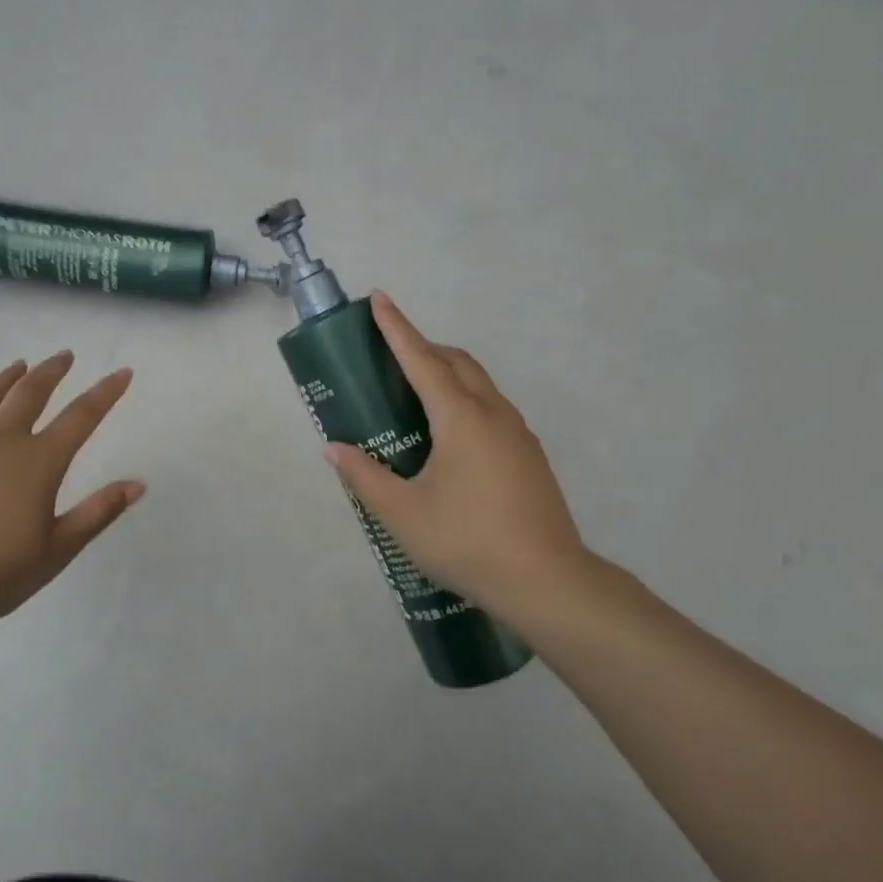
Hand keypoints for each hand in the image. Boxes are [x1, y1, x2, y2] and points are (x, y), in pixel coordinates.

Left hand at [0, 352, 143, 635]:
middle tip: (65, 355)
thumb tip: (138, 484)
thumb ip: (98, 512)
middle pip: (30, 393)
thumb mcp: (58, 549)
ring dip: (5, 380)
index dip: (105, 393)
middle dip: (51, 371)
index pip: (81, 416)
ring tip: (18, 366)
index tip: (122, 372)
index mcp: (38, 462)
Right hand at [323, 295, 596, 627]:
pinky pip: (492, 408)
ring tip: (415, 391)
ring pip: (479, 384)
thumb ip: (365, 477)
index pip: (422, 360)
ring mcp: (518, 434)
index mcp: (461, 419)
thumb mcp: (402, 514)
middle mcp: (494, 415)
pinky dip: (465, 399)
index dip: (397, 328)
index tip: (379, 299)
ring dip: (447, 372)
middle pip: (457, 362)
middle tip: (390, 351)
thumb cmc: (467, 542)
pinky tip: (449, 436)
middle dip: (423, 346)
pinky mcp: (529, 456)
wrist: (547, 582)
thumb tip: (335, 449)